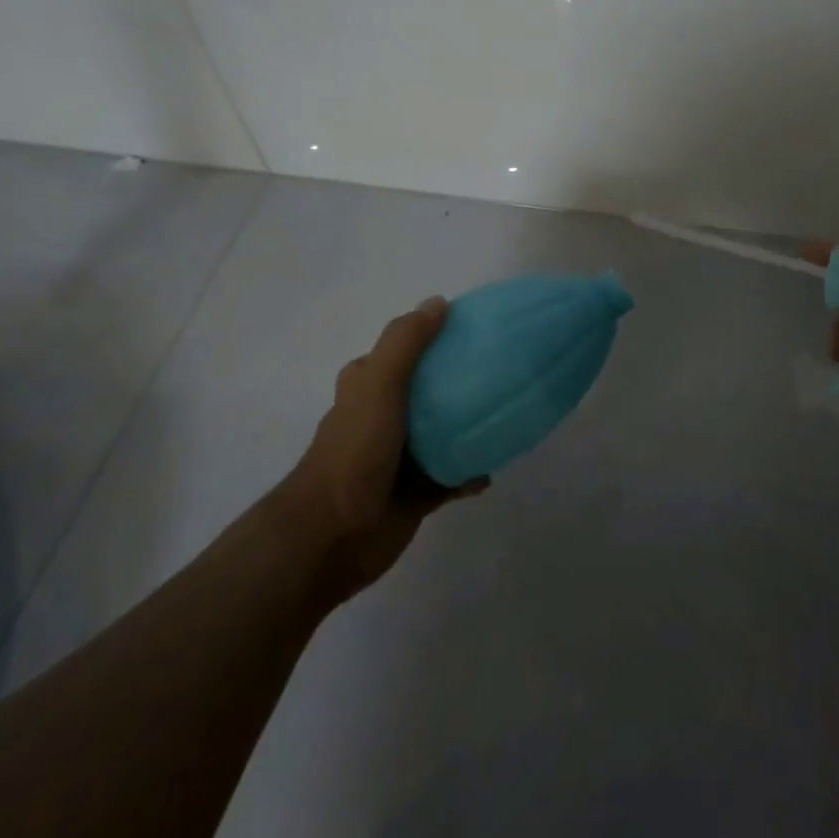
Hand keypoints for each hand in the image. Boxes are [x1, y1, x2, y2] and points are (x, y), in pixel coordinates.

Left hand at [274, 297, 485, 598]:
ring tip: (506, 412)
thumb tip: (438, 302)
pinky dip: (472, 471)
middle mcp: (384, 416)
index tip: (473, 328)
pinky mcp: (416, 493)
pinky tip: (493, 466)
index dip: (431, 336)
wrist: (332, 535)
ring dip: (469, 425)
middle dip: (458, 381)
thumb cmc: (354, 451)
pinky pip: (453, 476)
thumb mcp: (378, 383)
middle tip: (500, 369)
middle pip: (427, 389)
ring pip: (443, 432)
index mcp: (367, 386)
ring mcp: (400, 456)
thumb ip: (406, 342)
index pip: (402, 350)